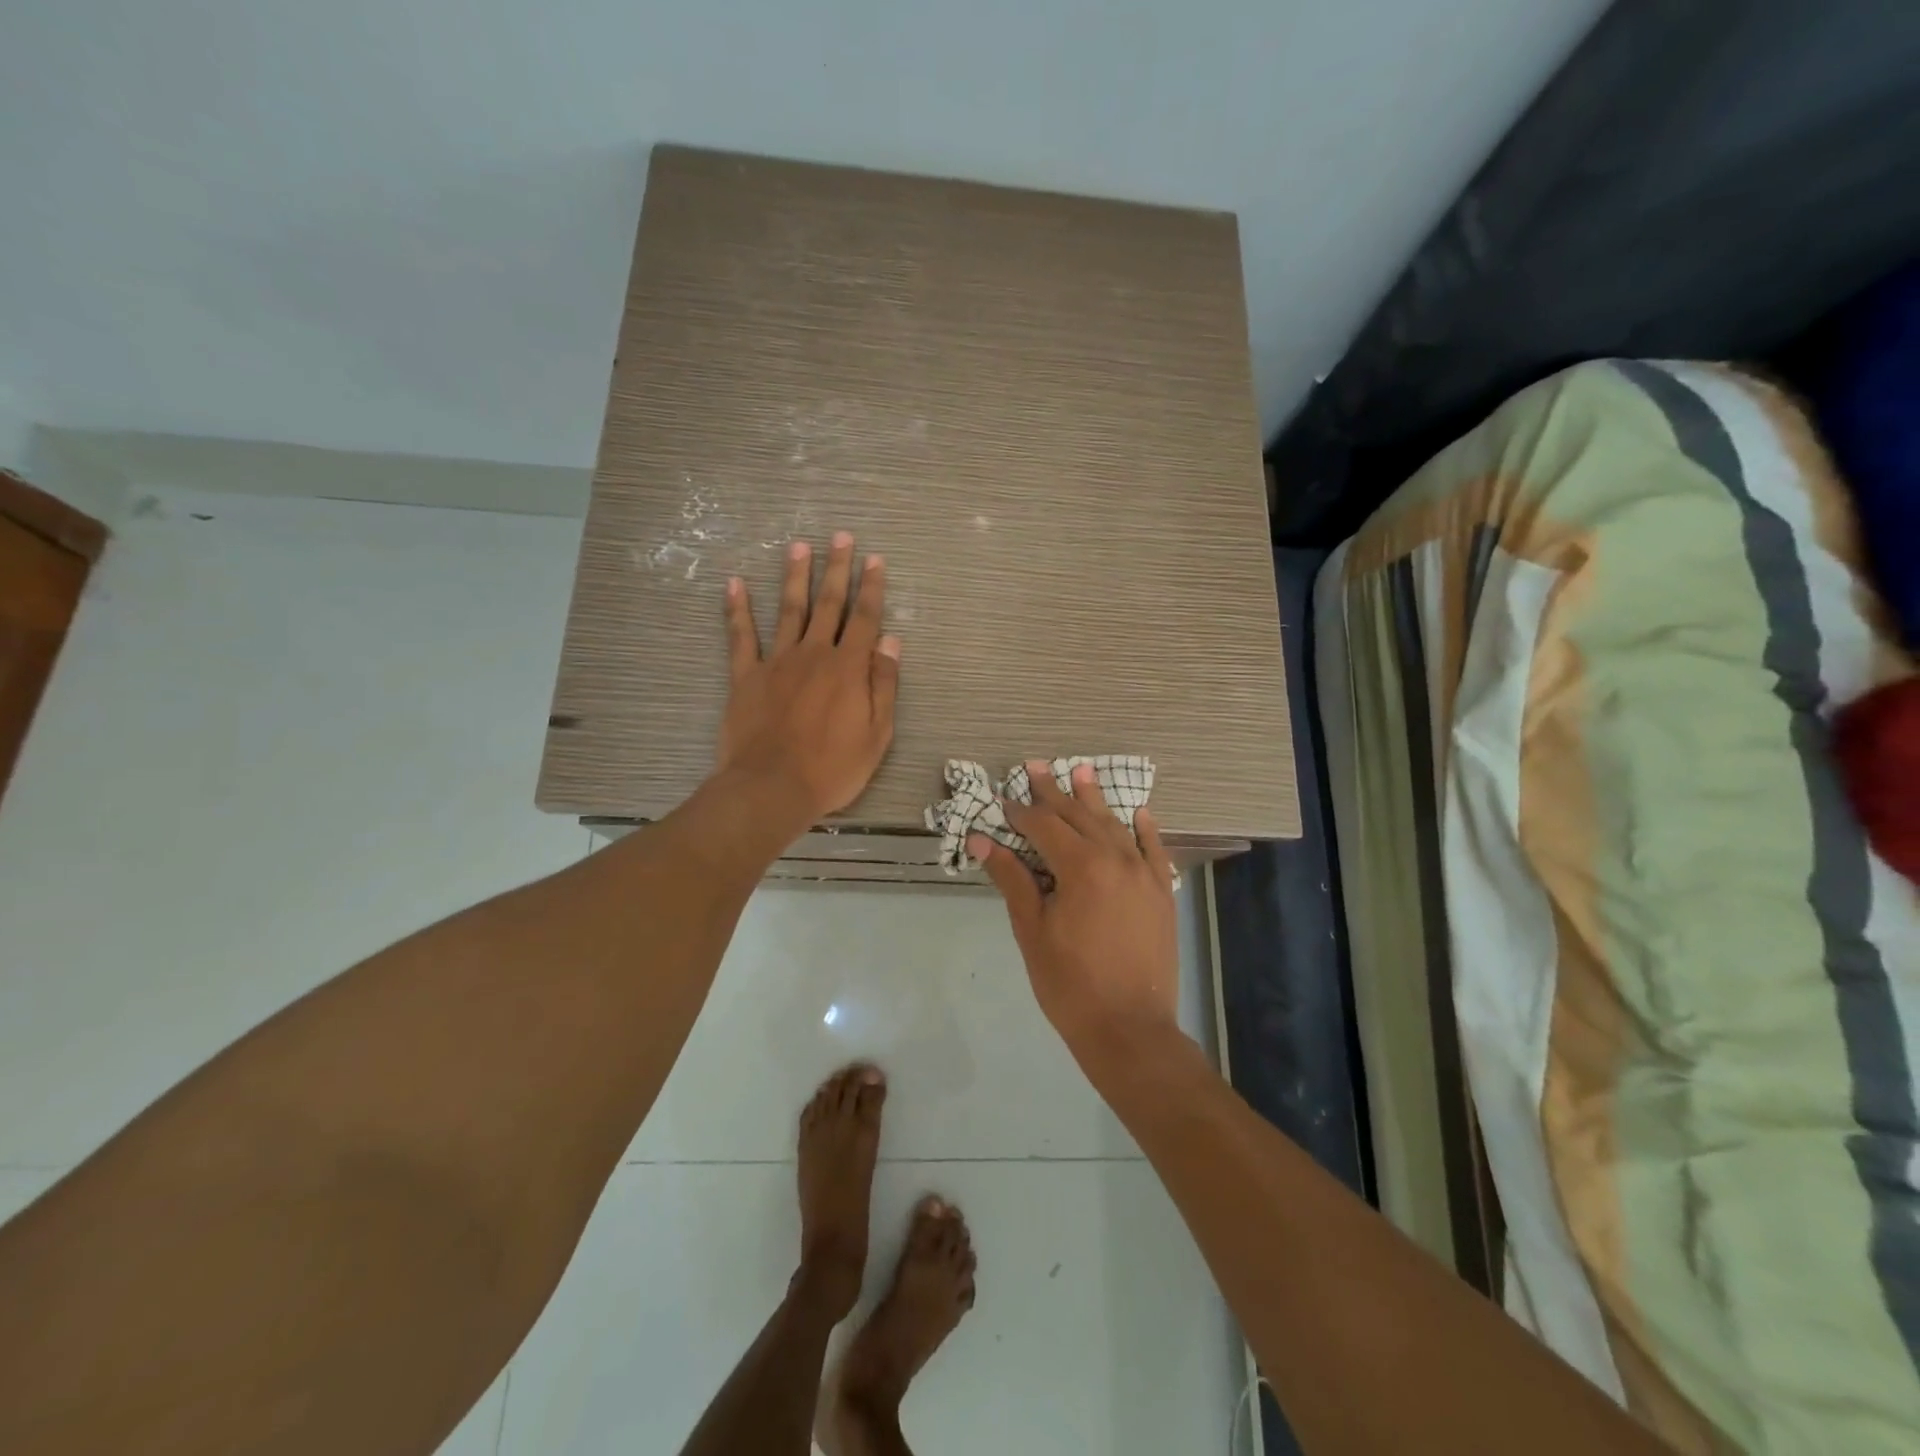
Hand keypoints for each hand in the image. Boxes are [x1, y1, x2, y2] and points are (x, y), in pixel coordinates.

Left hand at [717, 532, 900, 823]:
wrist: (771, 787)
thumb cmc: (832, 768)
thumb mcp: (876, 734)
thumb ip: (883, 685)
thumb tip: (891, 642)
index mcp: (848, 668)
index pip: (865, 619)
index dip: (872, 588)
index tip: (875, 560)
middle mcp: (814, 654)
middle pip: (829, 604)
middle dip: (837, 569)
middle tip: (841, 536)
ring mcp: (776, 662)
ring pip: (789, 610)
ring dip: (795, 576)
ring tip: (798, 546)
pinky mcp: (745, 676)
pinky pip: (740, 636)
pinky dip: (737, 609)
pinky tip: (734, 584)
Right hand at [973, 762, 1181, 1066]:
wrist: (1129, 1029)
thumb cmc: (1069, 982)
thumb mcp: (1031, 930)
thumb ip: (1011, 878)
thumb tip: (981, 840)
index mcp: (1081, 867)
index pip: (1045, 826)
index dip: (1021, 811)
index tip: (1003, 798)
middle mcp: (1116, 859)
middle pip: (1080, 816)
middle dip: (1055, 792)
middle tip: (1036, 766)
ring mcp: (1145, 875)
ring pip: (1116, 826)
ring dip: (1095, 799)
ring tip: (1081, 771)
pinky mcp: (1162, 893)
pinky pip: (1154, 850)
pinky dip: (1144, 829)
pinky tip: (1138, 812)